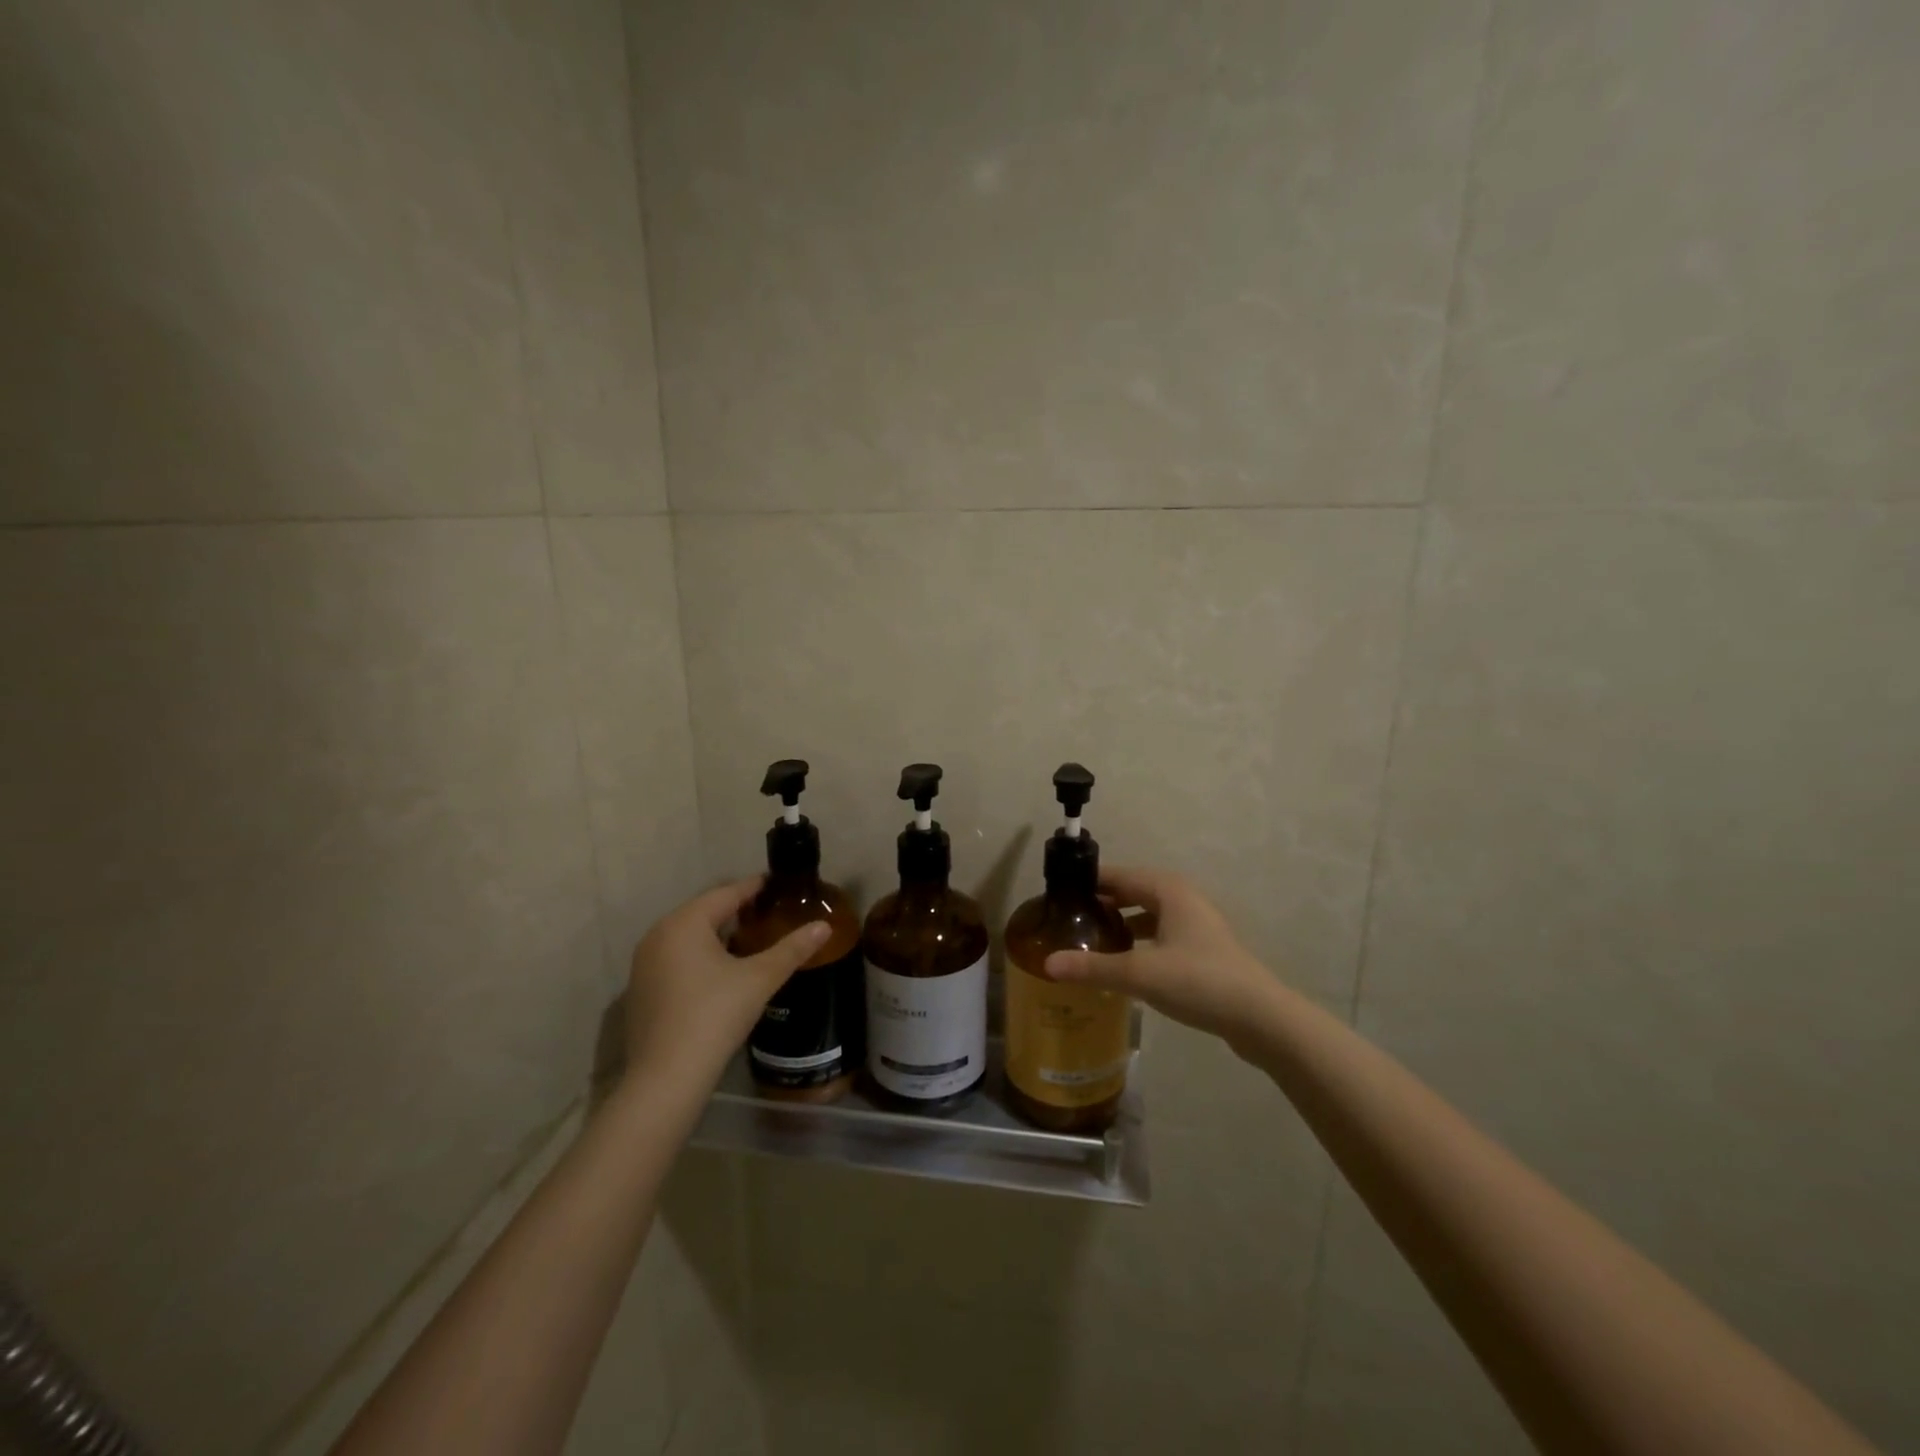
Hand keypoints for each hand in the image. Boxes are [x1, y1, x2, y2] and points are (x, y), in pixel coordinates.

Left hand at [623, 877, 829, 1089]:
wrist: (666, 1077)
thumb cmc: (714, 1015)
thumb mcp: (760, 978)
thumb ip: (792, 949)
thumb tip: (823, 927)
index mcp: (685, 923)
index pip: (726, 893)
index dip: (754, 887)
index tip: (777, 885)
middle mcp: (659, 934)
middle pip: (705, 911)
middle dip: (736, 910)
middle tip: (768, 913)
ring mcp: (645, 963)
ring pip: (689, 936)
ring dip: (718, 934)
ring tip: (750, 940)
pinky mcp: (641, 989)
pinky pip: (676, 957)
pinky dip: (699, 955)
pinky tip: (721, 972)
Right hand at [1041, 867, 1280, 1055]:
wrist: (1261, 1018)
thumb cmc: (1199, 981)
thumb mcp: (1140, 973)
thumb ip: (1093, 967)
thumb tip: (1047, 963)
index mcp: (1168, 890)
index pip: (1118, 875)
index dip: (1089, 882)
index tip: (1058, 894)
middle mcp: (1183, 900)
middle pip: (1133, 893)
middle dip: (1102, 903)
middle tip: (1068, 920)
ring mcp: (1197, 926)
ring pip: (1149, 916)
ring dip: (1122, 924)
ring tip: (1090, 941)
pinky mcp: (1203, 951)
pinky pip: (1161, 936)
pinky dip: (1139, 943)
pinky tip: (1124, 965)